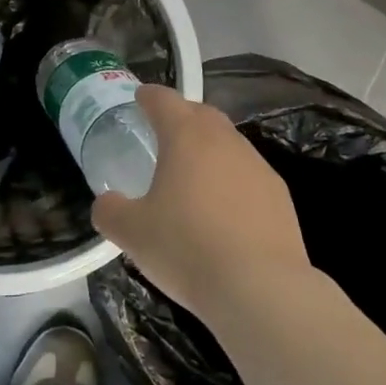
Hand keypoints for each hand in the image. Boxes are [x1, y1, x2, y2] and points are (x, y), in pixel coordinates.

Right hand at [90, 85, 311, 323]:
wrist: (260, 287)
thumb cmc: (187, 249)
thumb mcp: (132, 234)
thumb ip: (111, 212)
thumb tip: (106, 203)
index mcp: (186, 137)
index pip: (164, 101)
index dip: (149, 96)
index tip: (140, 97)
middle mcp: (225, 140)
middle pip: (201, 114)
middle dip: (182, 116)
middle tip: (164, 132)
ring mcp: (257, 165)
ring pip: (228, 143)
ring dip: (209, 148)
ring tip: (193, 173)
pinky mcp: (279, 194)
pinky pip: (248, 173)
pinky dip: (231, 179)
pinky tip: (224, 207)